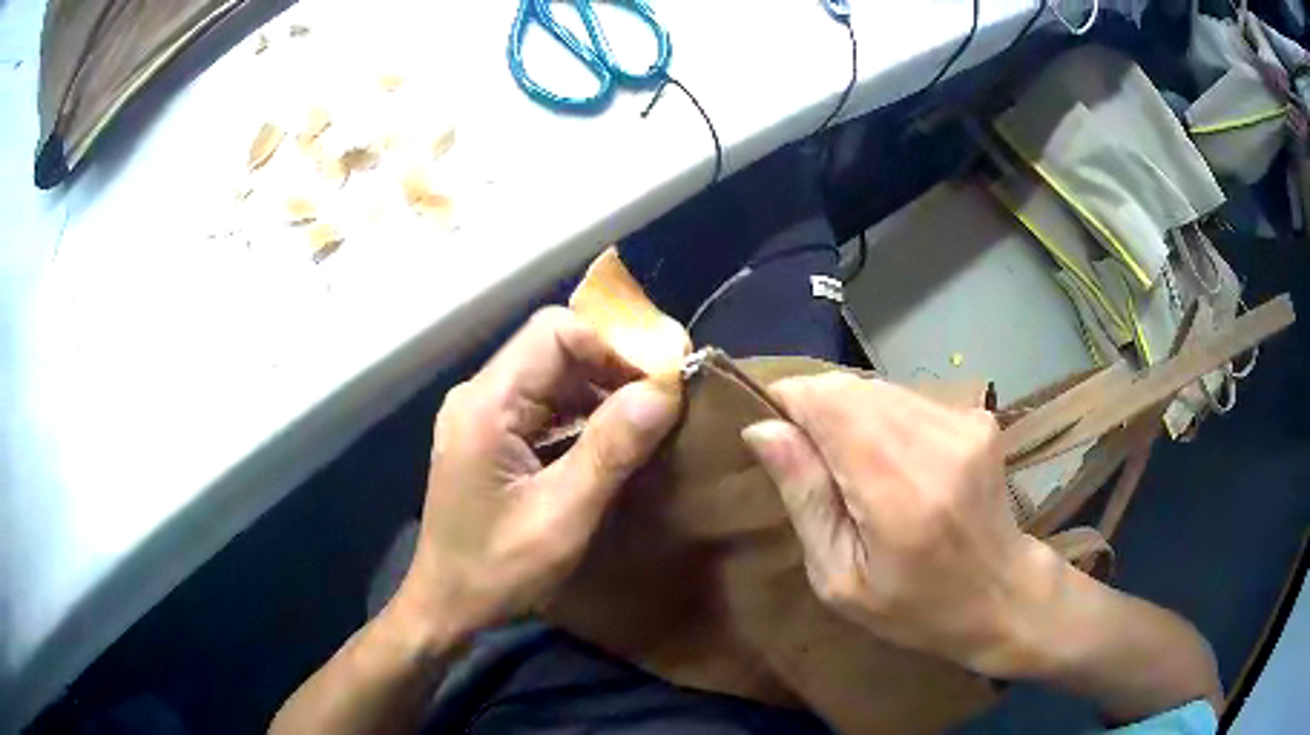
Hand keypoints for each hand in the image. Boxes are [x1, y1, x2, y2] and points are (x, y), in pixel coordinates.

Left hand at [393, 307, 680, 649]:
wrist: (447, 605)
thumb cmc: (497, 570)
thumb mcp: (562, 517)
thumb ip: (611, 450)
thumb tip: (664, 390)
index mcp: (486, 405)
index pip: (555, 332)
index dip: (614, 345)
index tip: (663, 377)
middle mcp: (479, 395)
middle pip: (554, 348)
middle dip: (614, 367)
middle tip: (665, 400)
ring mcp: (481, 414)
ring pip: (553, 374)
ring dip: (602, 391)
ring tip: (649, 422)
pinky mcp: (490, 434)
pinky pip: (544, 404)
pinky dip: (583, 414)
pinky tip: (613, 441)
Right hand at [741, 374, 1045, 676]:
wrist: (1003, 594)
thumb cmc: (915, 607)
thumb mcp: (841, 578)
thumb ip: (805, 498)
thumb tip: (763, 430)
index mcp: (898, 491)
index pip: (827, 401)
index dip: (789, 403)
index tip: (774, 434)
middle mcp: (936, 441)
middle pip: (850, 387)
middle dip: (816, 411)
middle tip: (814, 465)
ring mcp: (964, 422)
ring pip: (877, 386)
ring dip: (851, 415)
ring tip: (856, 468)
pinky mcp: (977, 416)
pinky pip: (907, 398)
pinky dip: (884, 419)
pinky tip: (895, 463)